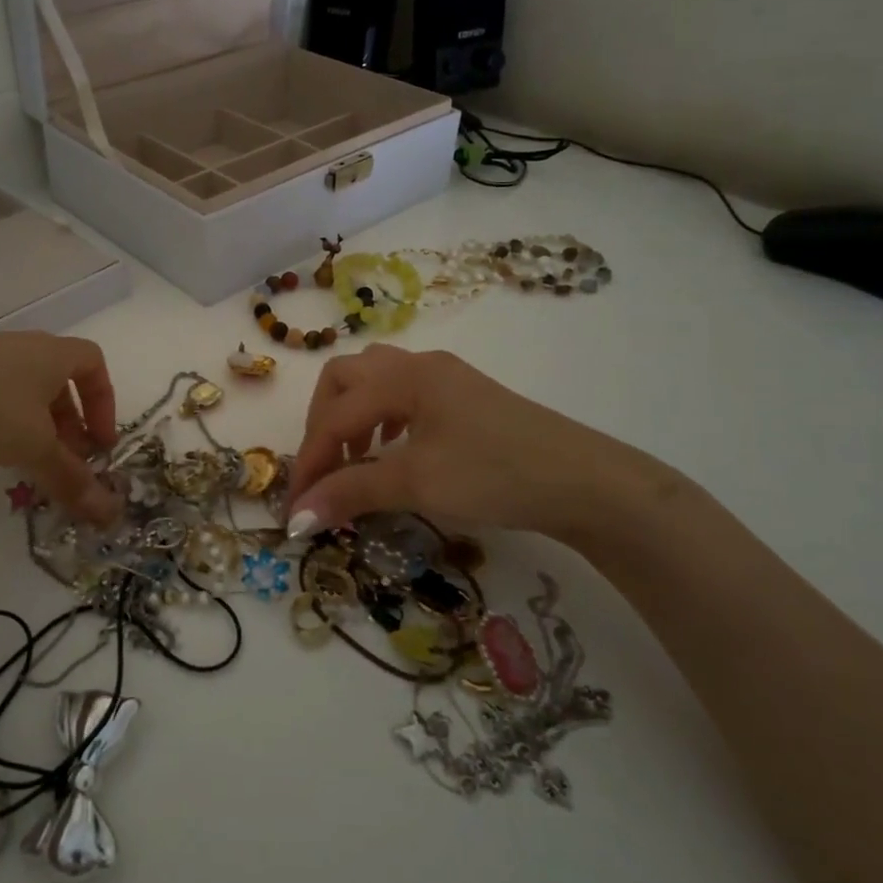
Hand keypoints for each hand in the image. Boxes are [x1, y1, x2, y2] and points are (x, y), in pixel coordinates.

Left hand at [0, 333, 121, 523]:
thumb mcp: (36, 447)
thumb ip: (72, 477)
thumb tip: (109, 514)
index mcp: (50, 353)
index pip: (92, 362)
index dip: (104, 402)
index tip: (99, 441)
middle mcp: (20, 346)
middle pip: (57, 378)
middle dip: (69, 421)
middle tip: (65, 459)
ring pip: (21, 387)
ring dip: (34, 422)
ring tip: (25, 458)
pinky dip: (0, 418)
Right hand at [285, 345, 659, 544]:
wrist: (586, 482)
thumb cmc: (496, 474)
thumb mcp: (418, 483)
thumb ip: (352, 492)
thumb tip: (296, 517)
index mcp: (404, 376)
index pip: (335, 415)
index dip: (310, 460)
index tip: (296, 506)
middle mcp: (420, 365)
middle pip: (346, 378)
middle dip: (324, 423)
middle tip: (326, 469)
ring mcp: (446, 377)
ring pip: (375, 380)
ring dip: (352, 415)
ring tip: (357, 458)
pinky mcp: (465, 397)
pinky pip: (403, 393)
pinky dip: (382, 417)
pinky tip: (395, 448)